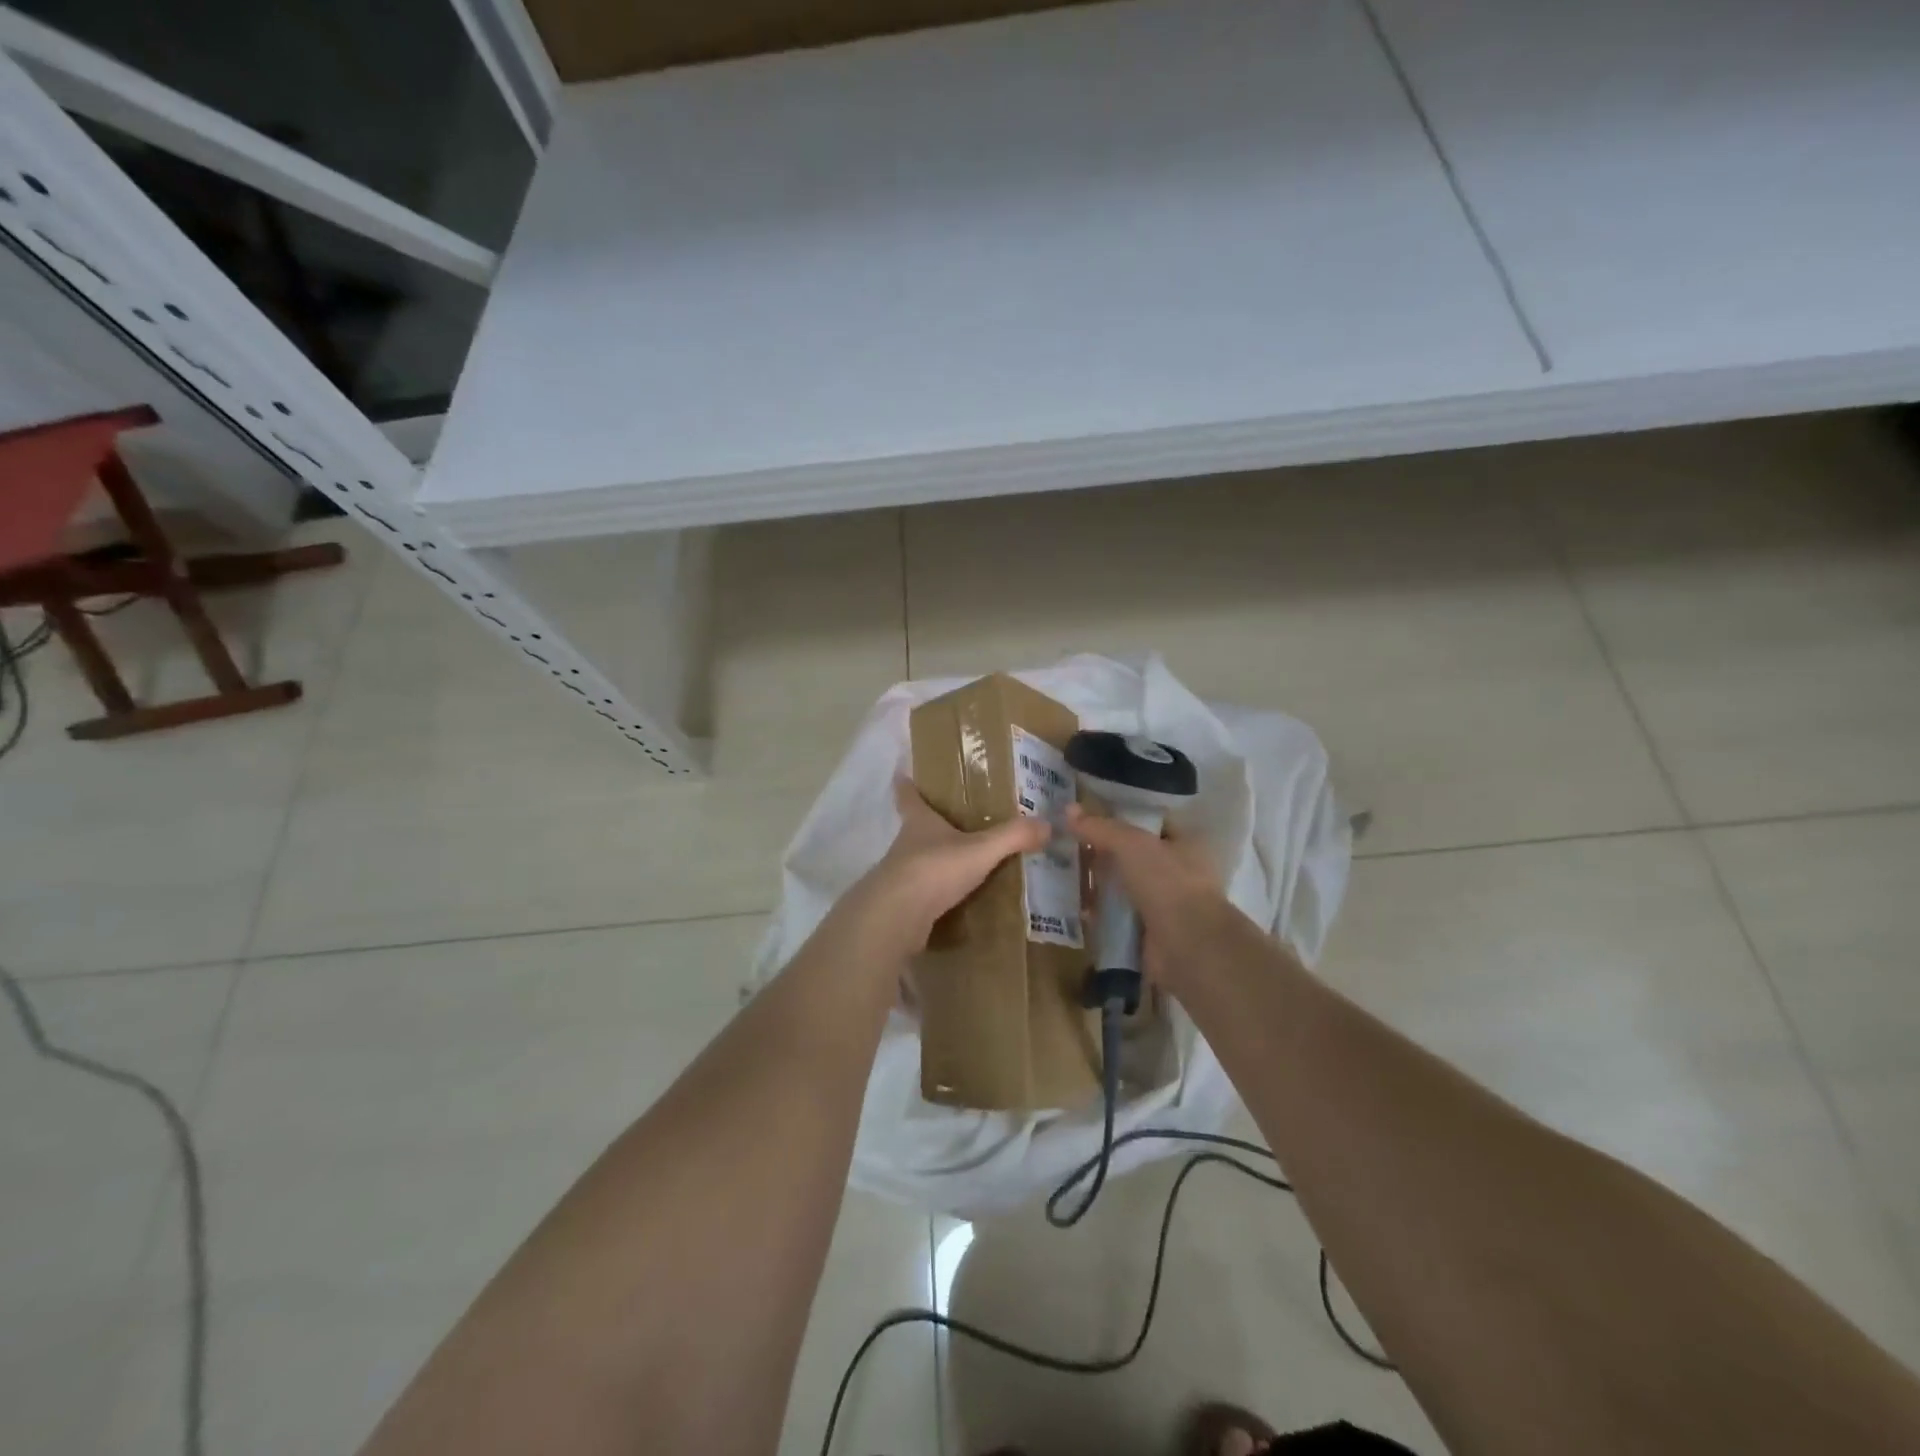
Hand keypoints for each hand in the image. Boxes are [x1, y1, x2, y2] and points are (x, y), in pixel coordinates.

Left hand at [845, 779, 1051, 954]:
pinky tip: (955, 901)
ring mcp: (900, 876)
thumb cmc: (935, 868)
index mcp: (919, 822)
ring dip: (935, 861)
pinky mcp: (901, 905)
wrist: (898, 916)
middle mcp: (905, 845)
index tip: (902, 772)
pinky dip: (936, 894)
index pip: (908, 795)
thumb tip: (1047, 824)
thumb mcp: (980, 849)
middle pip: (914, 828)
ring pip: (918, 861)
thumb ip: (1012, 837)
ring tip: (962, 864)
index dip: (906, 783)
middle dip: (930, 825)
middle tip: (953, 822)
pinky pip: (922, 894)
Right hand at [1066, 802, 1233, 987]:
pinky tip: (1074, 904)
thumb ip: (1100, 827)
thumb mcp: (1131, 844)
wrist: (1187, 947)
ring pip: (1123, 886)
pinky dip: (1099, 912)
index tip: (1087, 815)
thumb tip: (1068, 810)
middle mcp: (1179, 872)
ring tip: (1063, 871)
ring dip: (1098, 883)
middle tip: (1067, 843)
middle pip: (1133, 855)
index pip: (1149, 822)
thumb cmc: (1167, 883)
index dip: (1120, 816)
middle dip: (1102, 851)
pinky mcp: (1148, 932)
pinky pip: (1117, 915)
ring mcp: (1164, 904)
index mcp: (1187, 843)